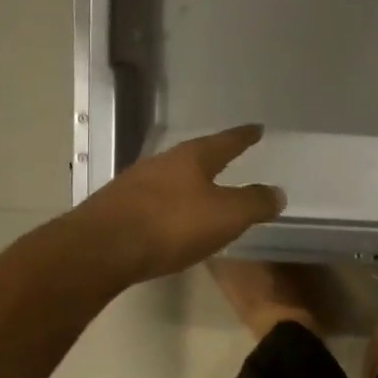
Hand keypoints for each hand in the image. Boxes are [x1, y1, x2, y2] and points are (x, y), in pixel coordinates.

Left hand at [76, 126, 284, 283]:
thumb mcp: (226, 216)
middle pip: (194, 155)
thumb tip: (277, 192)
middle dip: (212, 157)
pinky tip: (170, 217)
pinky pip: (152, 199)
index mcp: (192, 158)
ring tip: (201, 190)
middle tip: (228, 158)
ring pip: (170, 176)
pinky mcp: (116, 207)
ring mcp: (134, 183)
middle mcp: (162, 162)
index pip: (226, 141)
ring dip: (188, 182)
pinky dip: (168, 204)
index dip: (243, 136)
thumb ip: (254, 203)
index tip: (256, 128)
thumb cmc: (171, 226)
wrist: (100, 249)